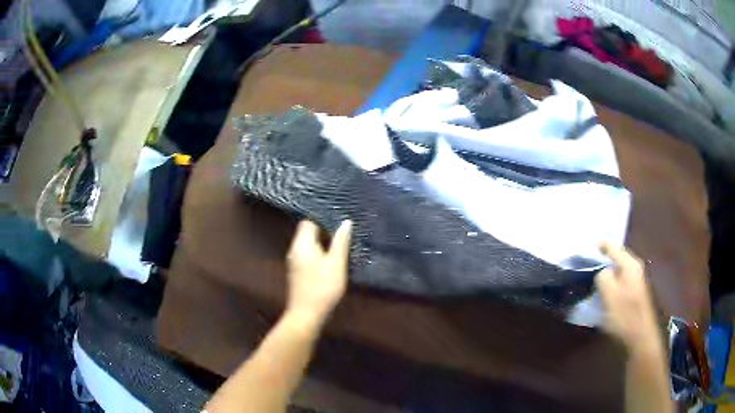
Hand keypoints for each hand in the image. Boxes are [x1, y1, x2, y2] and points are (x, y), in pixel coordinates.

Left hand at [285, 220, 351, 322]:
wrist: (306, 315)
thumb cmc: (323, 287)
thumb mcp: (336, 264)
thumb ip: (341, 242)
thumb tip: (346, 223)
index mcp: (302, 244)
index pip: (308, 221)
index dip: (323, 220)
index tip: (338, 225)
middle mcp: (294, 250)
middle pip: (307, 233)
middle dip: (324, 233)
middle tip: (342, 237)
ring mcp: (294, 263)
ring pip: (307, 246)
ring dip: (322, 246)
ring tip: (339, 250)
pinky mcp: (296, 274)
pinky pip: (306, 257)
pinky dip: (317, 256)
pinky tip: (329, 264)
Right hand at [595, 243, 660, 351]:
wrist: (640, 336)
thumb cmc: (624, 315)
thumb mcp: (609, 295)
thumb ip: (603, 277)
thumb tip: (600, 270)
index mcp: (630, 264)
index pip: (613, 246)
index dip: (598, 245)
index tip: (584, 249)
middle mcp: (635, 266)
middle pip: (617, 254)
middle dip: (602, 256)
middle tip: (586, 261)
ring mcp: (636, 278)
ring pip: (618, 267)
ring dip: (606, 268)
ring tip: (592, 274)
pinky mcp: (635, 290)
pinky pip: (620, 277)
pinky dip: (611, 278)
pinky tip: (604, 288)